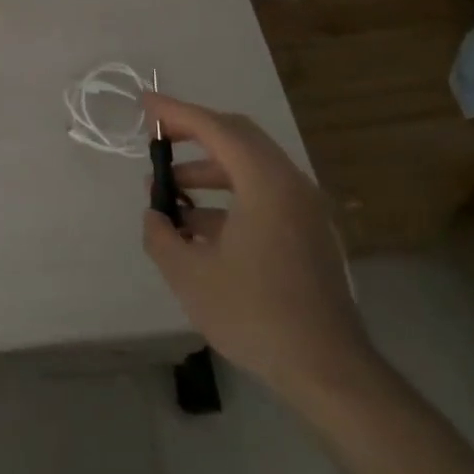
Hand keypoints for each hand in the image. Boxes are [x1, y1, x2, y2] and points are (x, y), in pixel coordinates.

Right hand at [141, 93, 376, 410]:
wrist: (327, 369)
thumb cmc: (255, 314)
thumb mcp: (190, 275)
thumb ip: (161, 236)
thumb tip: (154, 217)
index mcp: (265, 183)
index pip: (215, 128)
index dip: (176, 113)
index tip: (145, 104)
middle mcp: (290, 184)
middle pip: (238, 138)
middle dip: (194, 134)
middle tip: (158, 140)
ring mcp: (303, 209)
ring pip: (250, 169)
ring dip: (208, 171)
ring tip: (169, 194)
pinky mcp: (307, 233)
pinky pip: (262, 196)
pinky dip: (228, 198)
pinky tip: (197, 228)